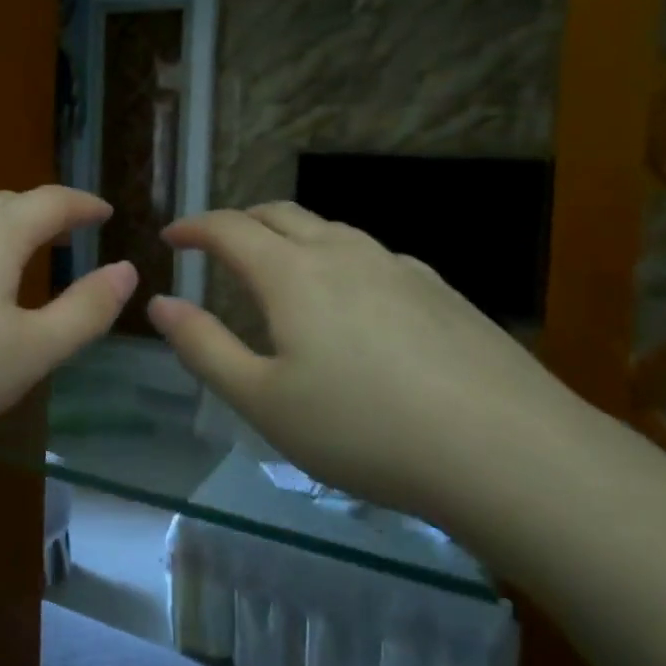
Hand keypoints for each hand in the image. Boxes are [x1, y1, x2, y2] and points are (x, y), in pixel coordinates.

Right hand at [150, 202, 603, 527]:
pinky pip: (372, 256)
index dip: (194, 227)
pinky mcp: (440, 290)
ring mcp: (398, 267)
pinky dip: (338, 260)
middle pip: (280, 214)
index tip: (171, 237)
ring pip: (330, 230)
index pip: (229, 228)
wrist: (506, 451)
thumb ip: (203, 347)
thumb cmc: (364, 429)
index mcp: (292, 273)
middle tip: (217, 245)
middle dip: (239, 221)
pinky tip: (352, 302)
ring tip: (279, 269)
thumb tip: (159, 304)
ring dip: (291, 237)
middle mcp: (343, 253)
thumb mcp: (262, 400)